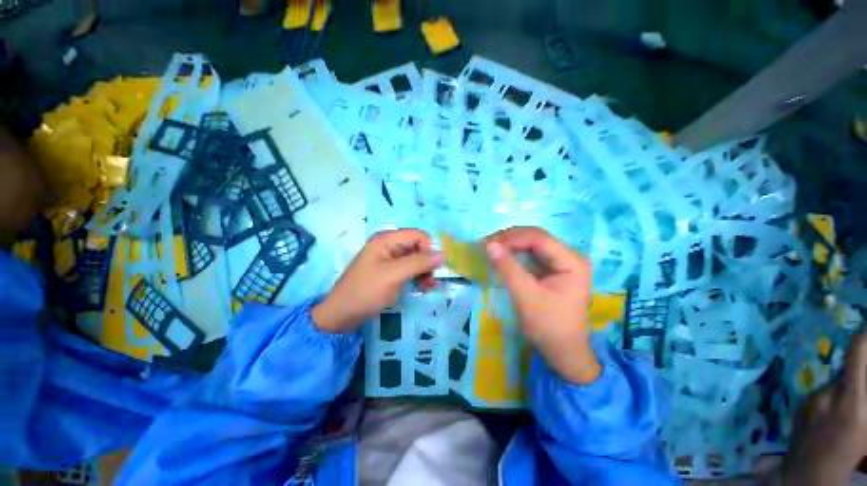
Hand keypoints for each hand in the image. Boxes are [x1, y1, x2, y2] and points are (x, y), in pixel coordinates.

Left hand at [311, 229, 441, 332]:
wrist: (342, 315)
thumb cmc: (366, 291)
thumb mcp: (393, 275)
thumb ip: (418, 263)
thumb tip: (443, 254)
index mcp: (386, 239)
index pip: (418, 235)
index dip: (430, 248)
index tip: (437, 267)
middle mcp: (390, 245)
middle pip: (418, 246)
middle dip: (428, 262)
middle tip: (433, 279)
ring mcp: (390, 259)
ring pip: (417, 259)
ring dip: (425, 271)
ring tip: (428, 286)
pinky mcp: (392, 271)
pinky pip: (411, 269)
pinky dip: (419, 276)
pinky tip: (423, 287)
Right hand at [483, 227, 599, 383]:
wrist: (564, 351)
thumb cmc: (548, 326)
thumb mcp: (526, 296)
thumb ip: (508, 268)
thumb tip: (489, 244)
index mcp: (572, 261)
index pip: (538, 238)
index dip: (511, 238)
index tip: (487, 244)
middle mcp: (569, 256)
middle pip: (536, 237)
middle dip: (509, 239)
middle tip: (485, 245)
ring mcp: (562, 261)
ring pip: (532, 243)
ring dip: (510, 244)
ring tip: (490, 248)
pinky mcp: (553, 268)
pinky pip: (531, 253)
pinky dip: (514, 253)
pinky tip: (502, 256)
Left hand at [783, 332, 866, 485]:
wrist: (809, 472)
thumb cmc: (851, 454)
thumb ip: (865, 400)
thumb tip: (860, 380)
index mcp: (852, 396)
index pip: (857, 352)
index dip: (864, 336)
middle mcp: (829, 391)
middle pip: (846, 371)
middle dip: (858, 373)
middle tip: (861, 386)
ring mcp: (811, 398)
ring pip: (832, 385)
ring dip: (843, 390)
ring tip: (849, 411)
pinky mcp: (800, 407)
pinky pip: (819, 397)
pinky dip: (829, 401)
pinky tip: (832, 419)